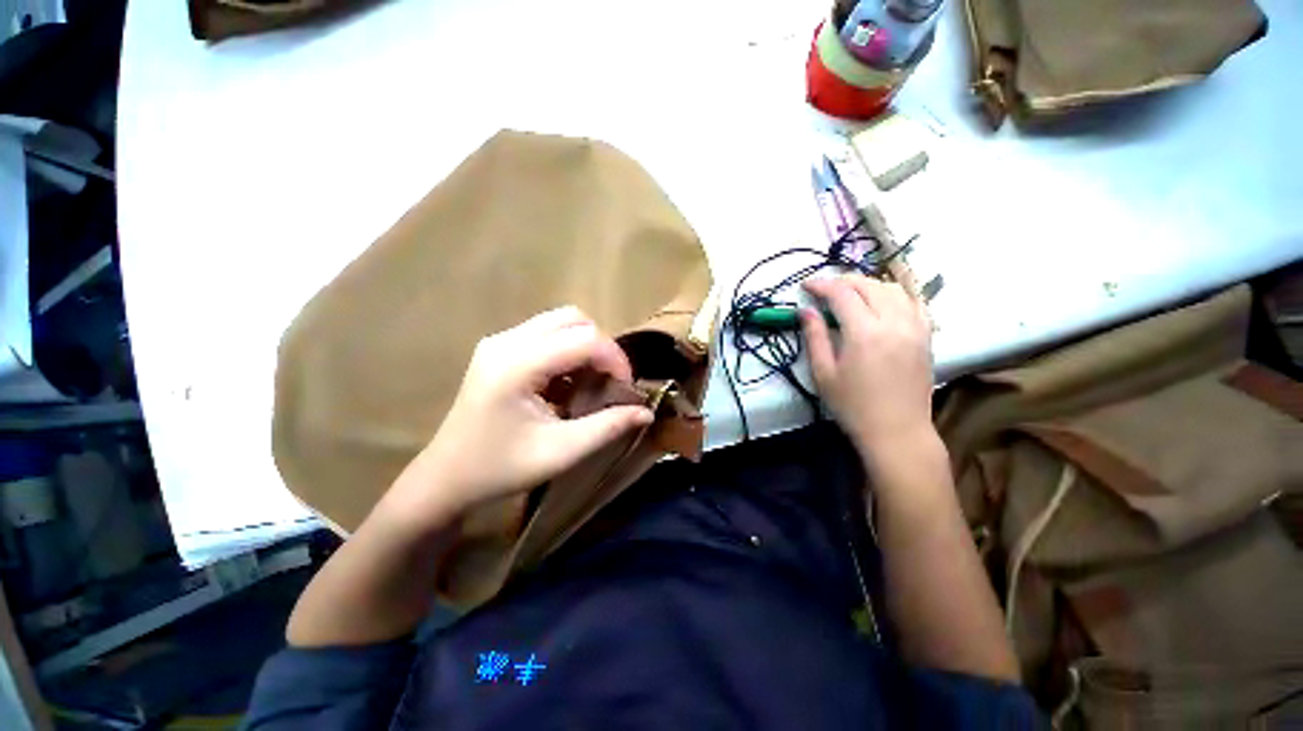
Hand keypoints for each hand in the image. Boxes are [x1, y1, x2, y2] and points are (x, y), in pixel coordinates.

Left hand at [385, 307, 653, 524]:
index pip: (585, 339)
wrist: (446, 478)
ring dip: (586, 347)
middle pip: (573, 319)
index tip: (626, 389)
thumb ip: (608, 427)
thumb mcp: (561, 452)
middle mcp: (506, 341)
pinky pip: (546, 334)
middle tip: (610, 381)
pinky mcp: (498, 348)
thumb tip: (646, 411)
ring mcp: (499, 341)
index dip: (615, 359)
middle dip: (602, 347)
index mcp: (517, 365)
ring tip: (591, 382)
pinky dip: (568, 351)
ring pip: (561, 322)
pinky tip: (567, 382)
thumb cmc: (500, 469)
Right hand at [801, 275, 935, 469]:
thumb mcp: (823, 373)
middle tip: (824, 288)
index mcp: (864, 332)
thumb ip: (814, 337)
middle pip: (868, 285)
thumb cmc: (853, 406)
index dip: (821, 284)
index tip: (806, 285)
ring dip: (868, 284)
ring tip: (850, 293)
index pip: (842, 293)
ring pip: (893, 289)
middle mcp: (893, 322)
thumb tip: (805, 310)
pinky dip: (894, 294)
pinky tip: (882, 301)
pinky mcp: (926, 335)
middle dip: (843, 281)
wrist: (897, 431)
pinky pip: (913, 302)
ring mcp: (915, 327)